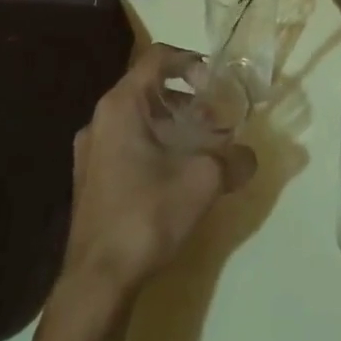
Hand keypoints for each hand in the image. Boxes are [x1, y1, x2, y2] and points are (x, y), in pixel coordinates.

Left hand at [59, 45, 257, 302]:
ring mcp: (91, 151)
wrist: (96, 282)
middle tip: (216, 119)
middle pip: (149, 88)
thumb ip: (232, 159)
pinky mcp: (91, 180)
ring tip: (202, 148)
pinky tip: (178, 176)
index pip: (157, 58)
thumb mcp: (202, 182)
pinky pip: (128, 145)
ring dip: (172, 125)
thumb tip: (250, 156)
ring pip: (139, 119)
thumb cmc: (146, 215)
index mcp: (121, 105)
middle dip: (186, 99)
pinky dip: (155, 147)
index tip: (215, 82)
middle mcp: (100, 119)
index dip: (189, 60)